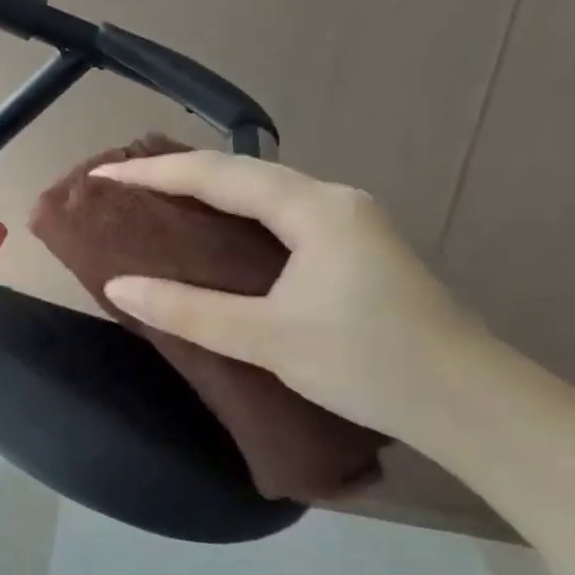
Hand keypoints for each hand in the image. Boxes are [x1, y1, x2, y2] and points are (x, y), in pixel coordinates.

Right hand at [92, 152, 489, 443]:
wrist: (473, 404)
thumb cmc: (369, 363)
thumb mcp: (268, 338)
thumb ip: (189, 310)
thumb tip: (119, 285)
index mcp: (313, 208)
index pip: (217, 175)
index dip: (153, 172)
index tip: (102, 174)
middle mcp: (332, 199)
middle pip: (241, 170)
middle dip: (177, 171)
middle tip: (123, 183)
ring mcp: (349, 220)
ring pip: (263, 190)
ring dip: (208, 189)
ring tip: (157, 198)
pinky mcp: (355, 246)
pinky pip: (279, 212)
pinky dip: (235, 213)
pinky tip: (216, 230)